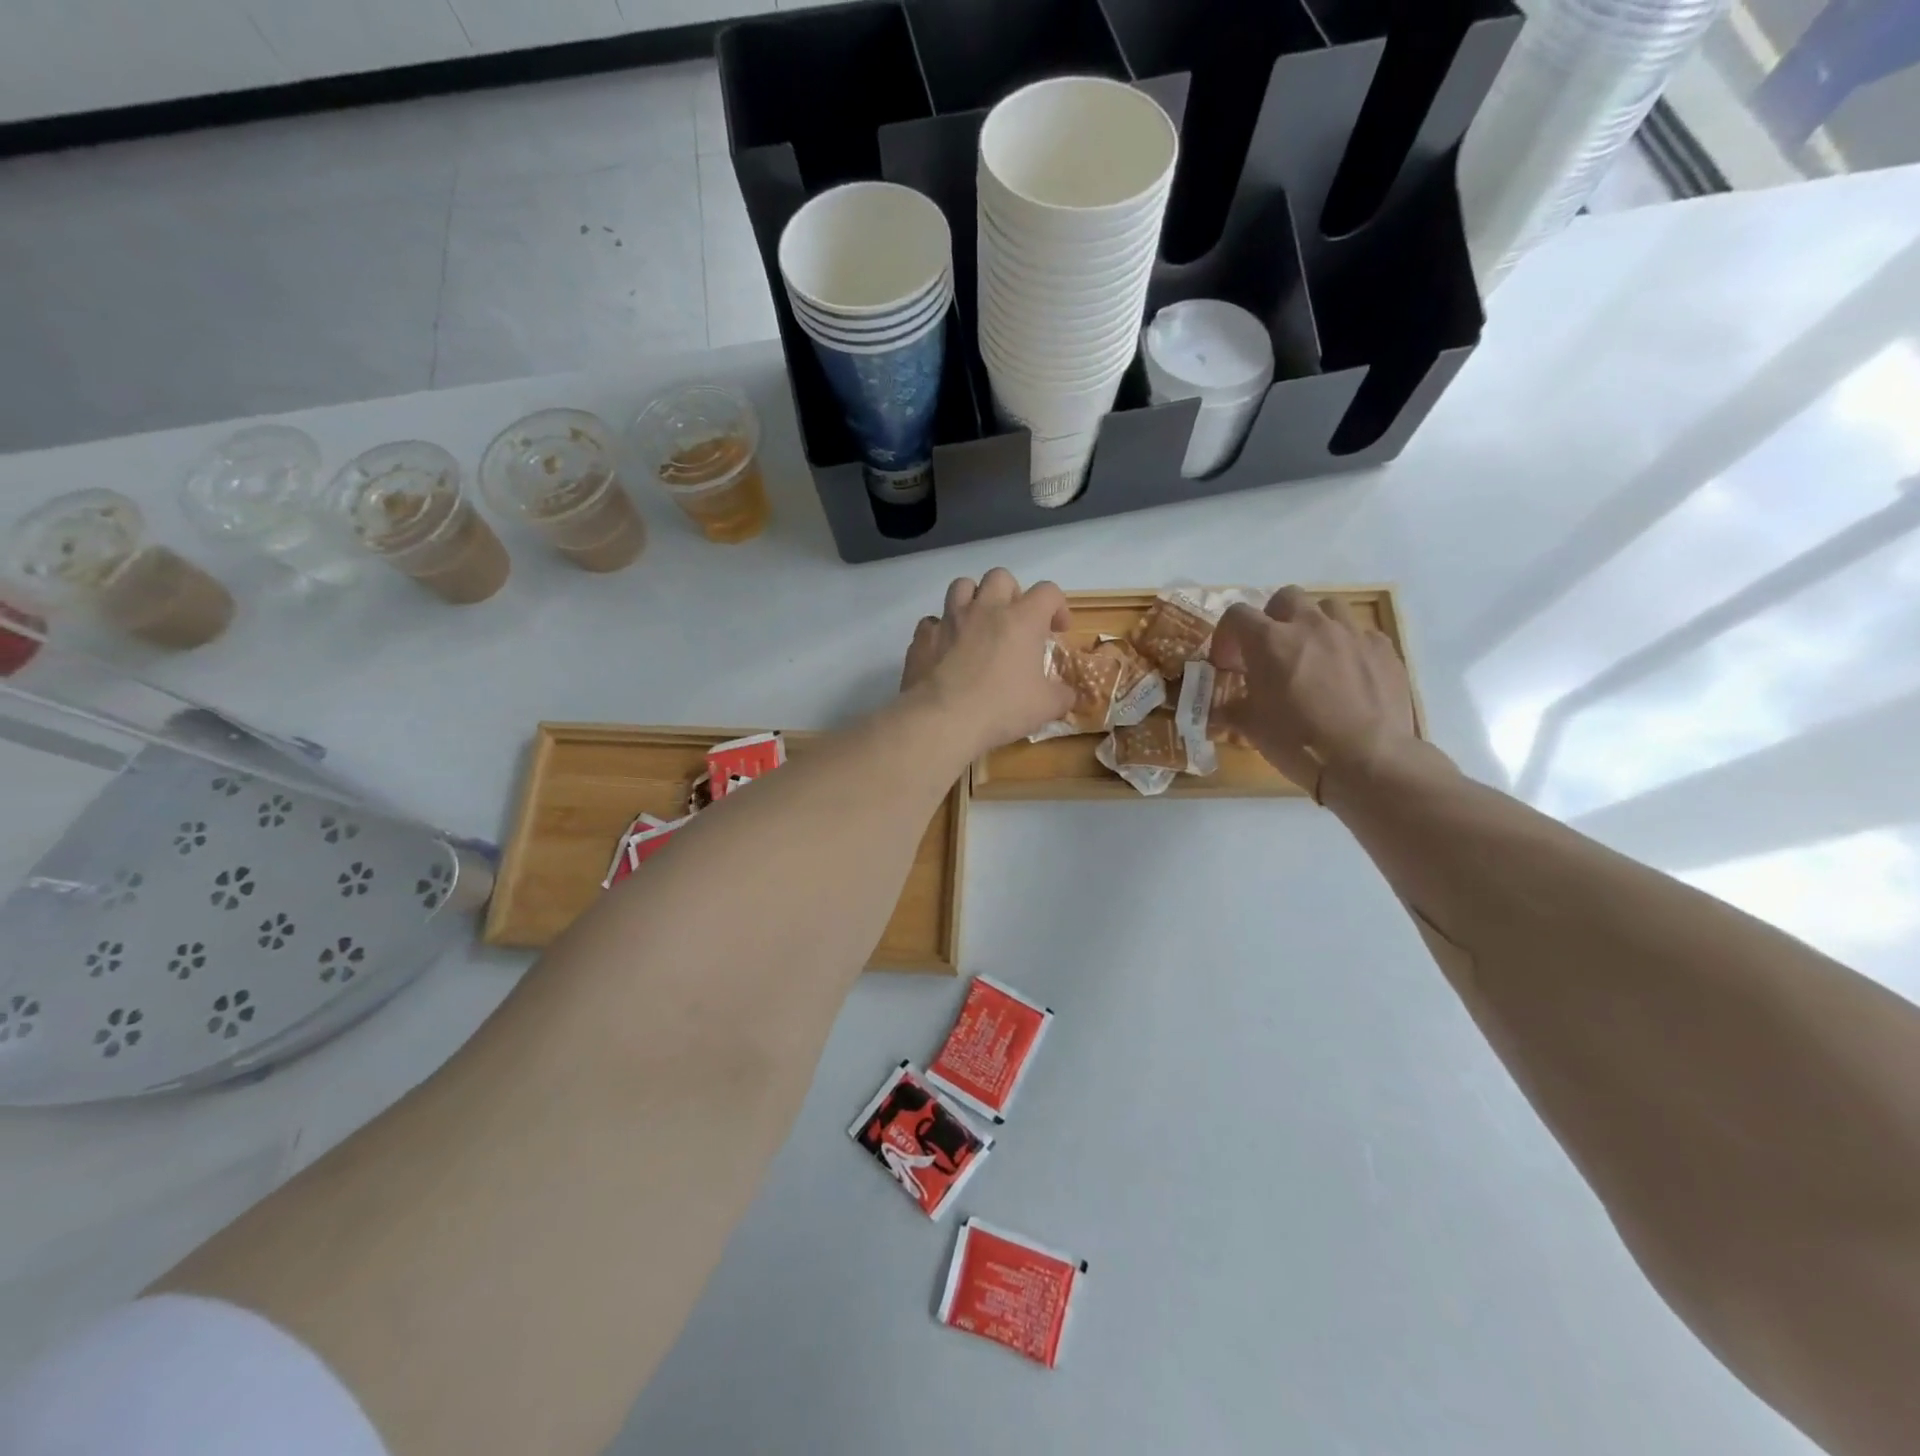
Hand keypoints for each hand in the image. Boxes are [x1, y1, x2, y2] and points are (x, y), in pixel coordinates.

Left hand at [901, 568, 1074, 755]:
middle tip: (1014, 621)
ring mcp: (949, 620)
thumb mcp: (1046, 707)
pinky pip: (932, 621)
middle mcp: (985, 609)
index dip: (1057, 606)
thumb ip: (1062, 695)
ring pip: (961, 586)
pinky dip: (941, 630)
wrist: (943, 720)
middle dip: (1011, 593)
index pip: (1048, 591)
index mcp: (1021, 619)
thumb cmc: (1002, 709)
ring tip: (978, 625)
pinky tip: (946, 650)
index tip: (1057, 630)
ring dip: (973, 599)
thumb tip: (1069, 695)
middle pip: (1000, 577)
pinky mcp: (923, 637)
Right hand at [1209, 587, 1422, 798]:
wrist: (1367, 760)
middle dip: (1273, 618)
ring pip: (1328, 607)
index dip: (1227, 635)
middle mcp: (1310, 626)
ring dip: (1314, 625)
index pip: (1237, 614)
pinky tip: (1347, 674)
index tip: (1228, 663)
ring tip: (1313, 655)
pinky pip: (1361, 634)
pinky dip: (1348, 647)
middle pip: (1286, 598)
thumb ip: (1233, 709)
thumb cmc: (1298, 742)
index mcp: (1269, 641)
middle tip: (1271, 651)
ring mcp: (1351, 633)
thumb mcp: (1251, 728)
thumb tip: (1222, 708)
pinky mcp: (1383, 649)